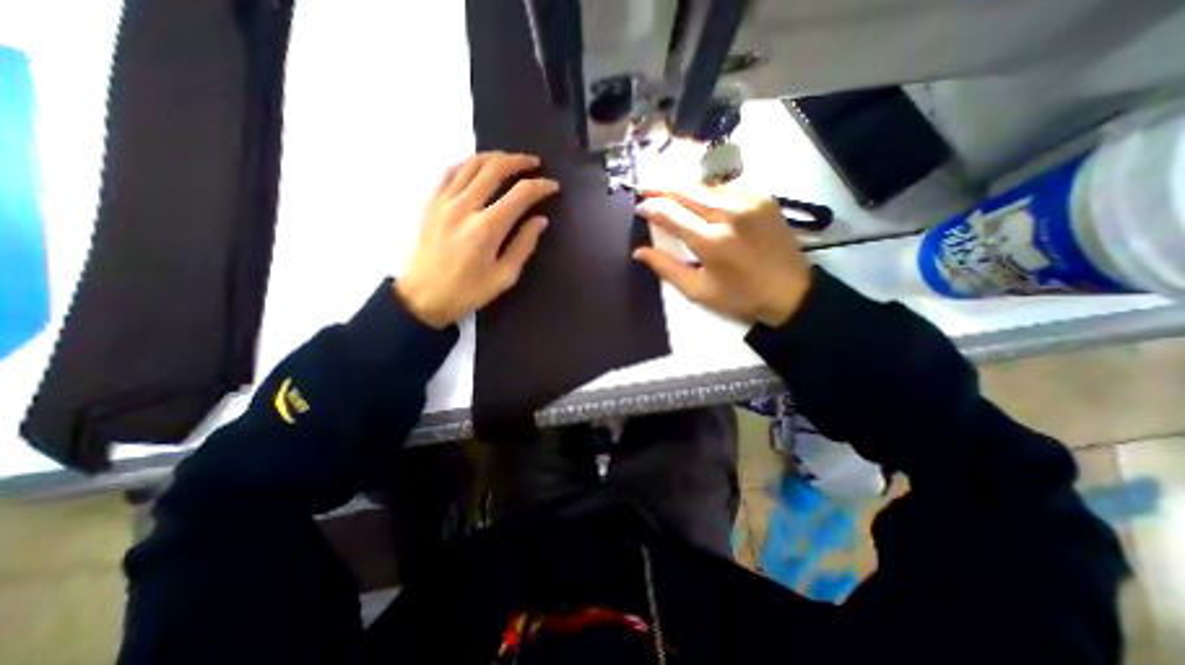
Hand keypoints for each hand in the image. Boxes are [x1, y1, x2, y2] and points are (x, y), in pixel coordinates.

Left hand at [392, 150, 560, 327]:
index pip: (520, 194)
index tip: (553, 186)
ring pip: (471, 164)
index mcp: (487, 228)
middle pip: (495, 168)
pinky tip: (479, 166)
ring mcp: (444, 201)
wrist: (424, 297)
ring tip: (510, 160)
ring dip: (494, 157)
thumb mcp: (504, 276)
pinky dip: (468, 163)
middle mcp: (465, 207)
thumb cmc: (468, 291)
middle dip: (519, 162)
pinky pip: (450, 172)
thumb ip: (524, 245)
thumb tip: (540, 220)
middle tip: (535, 164)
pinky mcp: (431, 202)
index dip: (540, 186)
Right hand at [634, 188, 810, 328]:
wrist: (791, 292)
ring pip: (706, 186)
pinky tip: (699, 197)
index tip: (639, 206)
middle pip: (687, 191)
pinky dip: (708, 191)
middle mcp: (730, 214)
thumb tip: (639, 251)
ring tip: (667, 191)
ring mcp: (750, 201)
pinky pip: (726, 187)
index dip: (652, 207)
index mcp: (711, 241)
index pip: (671, 214)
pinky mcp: (764, 197)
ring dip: (684, 188)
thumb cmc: (740, 297)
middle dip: (663, 188)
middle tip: (645, 189)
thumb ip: (666, 268)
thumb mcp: (698, 290)